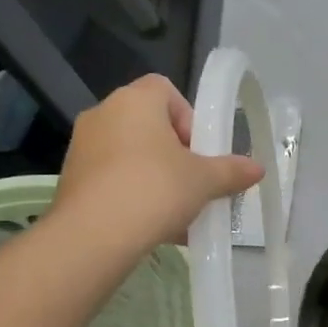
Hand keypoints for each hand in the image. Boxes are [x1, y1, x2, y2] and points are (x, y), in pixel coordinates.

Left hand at [50, 75, 262, 252]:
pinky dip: (131, 196)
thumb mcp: (204, 181)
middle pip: (148, 125)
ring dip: (154, 177)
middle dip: (173, 154)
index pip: (165, 90)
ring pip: (129, 156)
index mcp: (135, 100)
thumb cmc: (154, 190)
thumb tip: (257, 168)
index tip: (199, 150)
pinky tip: (151, 228)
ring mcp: (82, 147)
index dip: (188, 117)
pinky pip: (111, 179)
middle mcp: (103, 114)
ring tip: (175, 214)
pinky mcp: (70, 179)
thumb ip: (231, 171)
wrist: (92, 236)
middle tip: (191, 183)